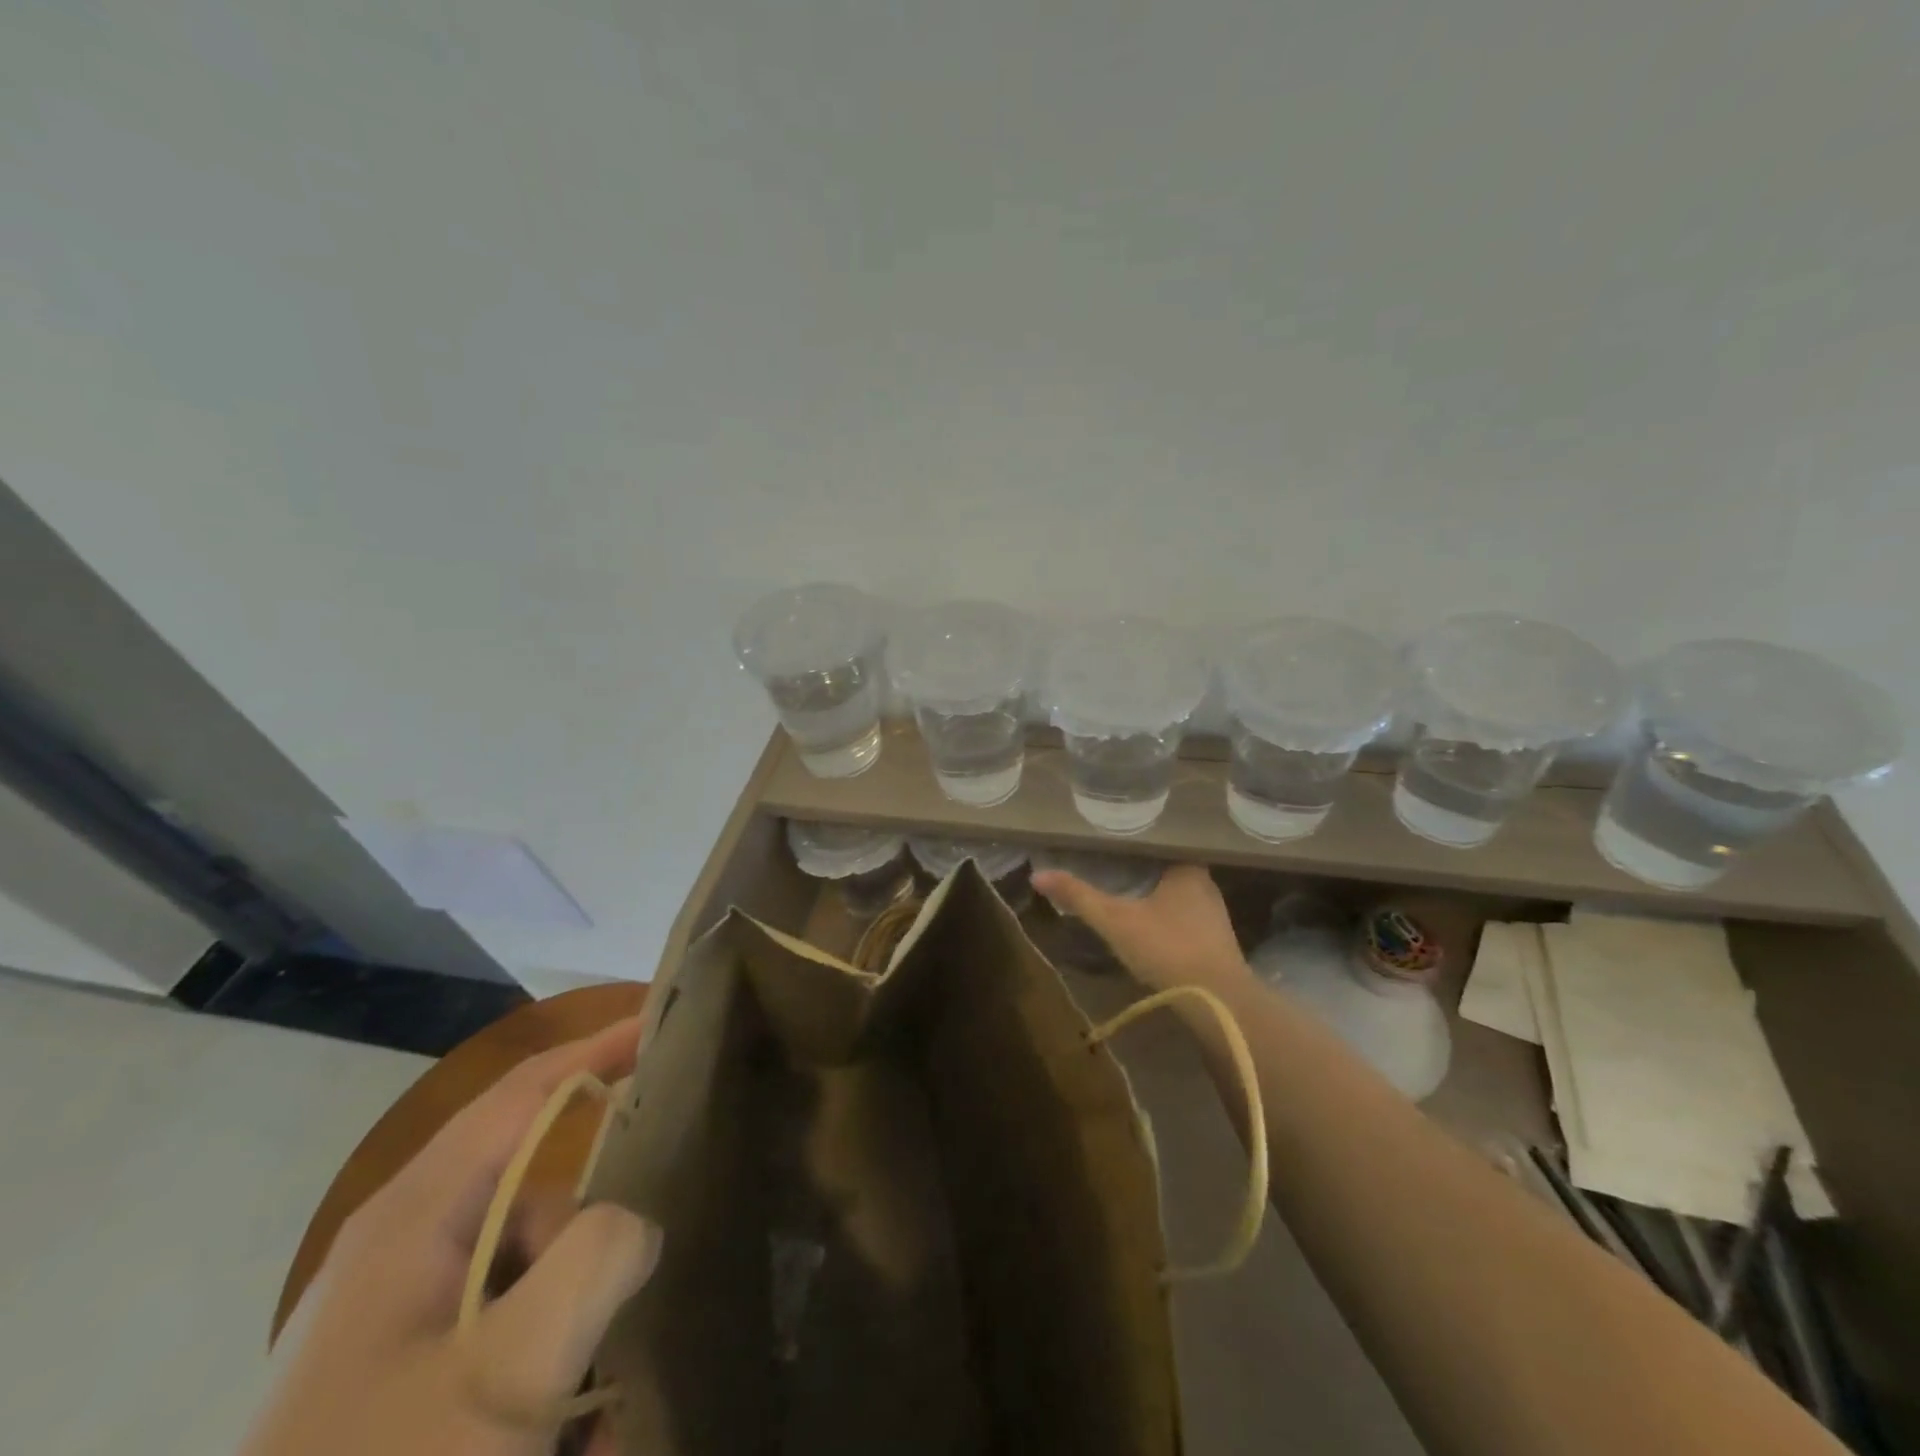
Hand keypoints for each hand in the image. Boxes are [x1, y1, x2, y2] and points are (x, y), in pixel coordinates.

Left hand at [243, 1019, 662, 1455]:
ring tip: (598, 1412)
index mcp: (414, 1216)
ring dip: (577, 1326)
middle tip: (636, 1293)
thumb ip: (594, 1262)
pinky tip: (571, 1430)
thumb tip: (640, 1222)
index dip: (597, 1049)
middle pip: (539, 1192)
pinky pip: (508, 1331)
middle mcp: (406, 1245)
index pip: (524, 1091)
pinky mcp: (404, 1370)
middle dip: (596, 1243)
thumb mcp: (505, 1374)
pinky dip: (549, 1366)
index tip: (662, 1025)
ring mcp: (402, 1313)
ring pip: (532, 1269)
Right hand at [1031, 862, 1251, 994]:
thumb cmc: (1167, 947)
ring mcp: (1214, 917)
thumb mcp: (1115, 920)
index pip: (1159, 844)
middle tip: (1111, 866)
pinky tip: (1149, 926)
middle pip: (1168, 870)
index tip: (1111, 843)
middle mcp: (1206, 886)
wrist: (1218, 1001)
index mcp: (1187, 868)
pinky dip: (1167, 920)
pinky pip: (1186, 920)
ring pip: (1178, 897)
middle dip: (1143, 871)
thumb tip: (1037, 875)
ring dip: (1156, 897)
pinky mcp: (1217, 945)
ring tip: (1125, 891)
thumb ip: (1079, 896)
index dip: (1135, 844)